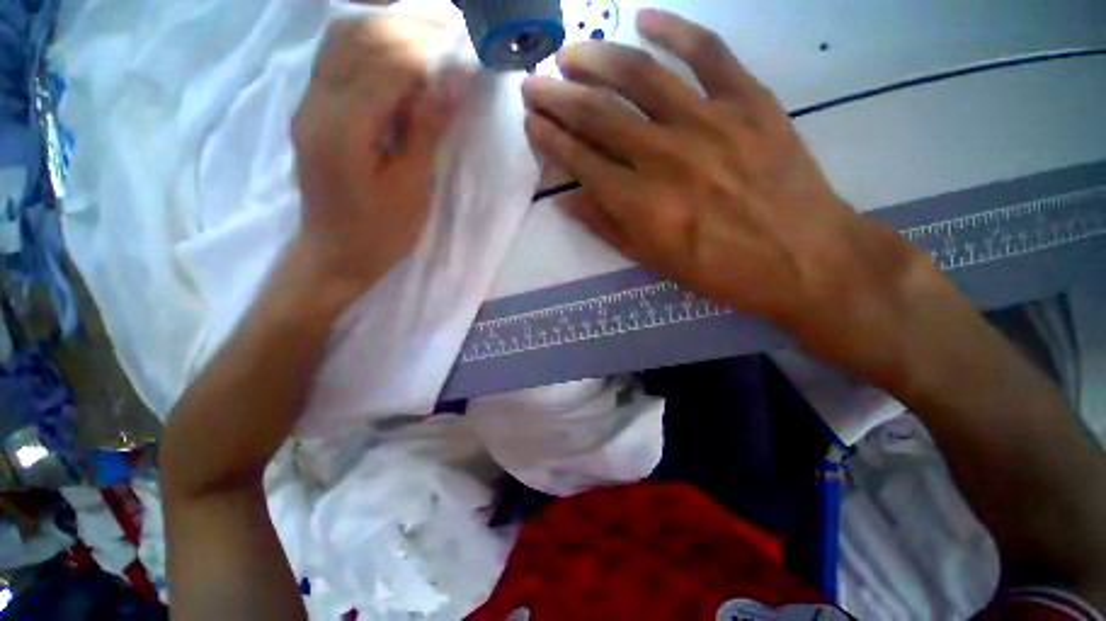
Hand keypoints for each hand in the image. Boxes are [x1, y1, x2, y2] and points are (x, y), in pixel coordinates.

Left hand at [292, 17, 464, 303]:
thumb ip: (426, 129)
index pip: (387, 63)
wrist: (335, 253)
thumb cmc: (380, 231)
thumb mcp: (412, 187)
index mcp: (344, 128)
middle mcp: (316, 103)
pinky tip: (397, 57)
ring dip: (387, 28)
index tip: (462, 48)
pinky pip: (336, 59)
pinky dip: (369, 45)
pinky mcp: (311, 110)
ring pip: (342, 39)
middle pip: (358, 36)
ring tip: (427, 38)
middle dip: (408, 26)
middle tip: (449, 32)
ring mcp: (308, 103)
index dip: (428, 50)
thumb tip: (452, 83)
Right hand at [521, 9, 926, 375]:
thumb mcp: (654, 261)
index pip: (581, 161)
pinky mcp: (749, 101)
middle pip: (599, 115)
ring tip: (571, 52)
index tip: (531, 122)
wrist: (803, 259)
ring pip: (640, 76)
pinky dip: (673, 30)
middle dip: (558, 97)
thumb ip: (607, 227)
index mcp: (640, 203)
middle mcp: (664, 156)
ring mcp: (708, 121)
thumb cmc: (721, 270)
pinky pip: (707, 53)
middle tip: (534, 83)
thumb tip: (566, 200)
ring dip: (597, 58)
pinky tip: (644, 19)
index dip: (551, 139)